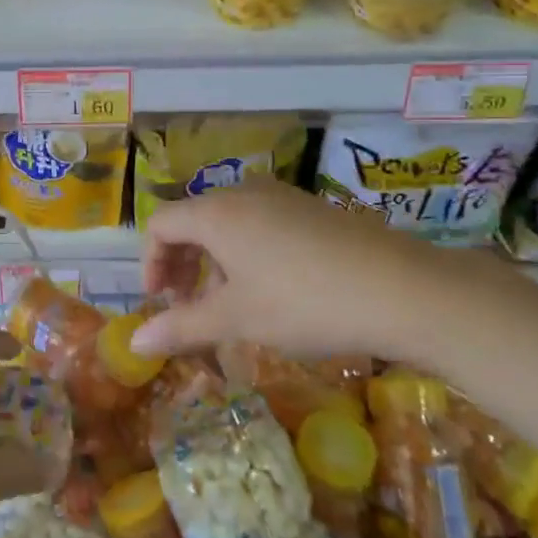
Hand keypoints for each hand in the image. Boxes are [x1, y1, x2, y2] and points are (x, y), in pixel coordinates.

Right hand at [134, 180, 537, 366]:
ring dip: (215, 263)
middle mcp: (244, 193)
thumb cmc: (304, 302)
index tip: (160, 303)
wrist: (403, 290)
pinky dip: (248, 254)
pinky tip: (272, 292)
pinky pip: (261, 224)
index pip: (161, 225)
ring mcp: (282, 197)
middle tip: (188, 306)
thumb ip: (181, 327)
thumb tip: (134, 344)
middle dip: (182, 265)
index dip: (151, 263)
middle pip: (193, 221)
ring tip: (230, 306)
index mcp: (216, 212)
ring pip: (229, 224)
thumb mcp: (237, 319)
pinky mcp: (313, 209)